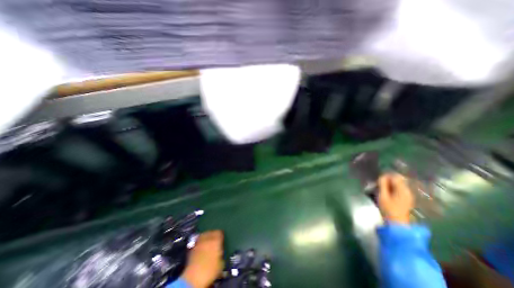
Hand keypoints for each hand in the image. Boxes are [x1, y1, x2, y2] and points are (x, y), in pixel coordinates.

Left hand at [182, 231, 223, 287]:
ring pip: (204, 234)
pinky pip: (198, 240)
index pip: (220, 232)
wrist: (193, 278)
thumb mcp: (221, 263)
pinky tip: (202, 246)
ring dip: (207, 236)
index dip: (221, 234)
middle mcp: (208, 239)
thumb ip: (221, 253)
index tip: (222, 237)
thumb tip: (220, 252)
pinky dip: (201, 241)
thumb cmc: (210, 271)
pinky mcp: (193, 247)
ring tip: (209, 240)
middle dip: (214, 234)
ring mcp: (199, 242)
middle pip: (212, 231)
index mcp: (216, 241)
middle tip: (216, 238)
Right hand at [377, 173, 412, 224]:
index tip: (378, 180)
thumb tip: (382, 176)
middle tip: (379, 184)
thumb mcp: (382, 195)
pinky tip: (387, 193)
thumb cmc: (388, 209)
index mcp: (402, 190)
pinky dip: (393, 189)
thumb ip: (382, 185)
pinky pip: (399, 189)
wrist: (396, 223)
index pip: (395, 177)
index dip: (386, 176)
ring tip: (381, 189)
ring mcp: (408, 195)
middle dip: (388, 180)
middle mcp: (408, 191)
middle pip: (398, 180)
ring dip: (390, 184)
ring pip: (398, 184)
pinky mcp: (406, 199)